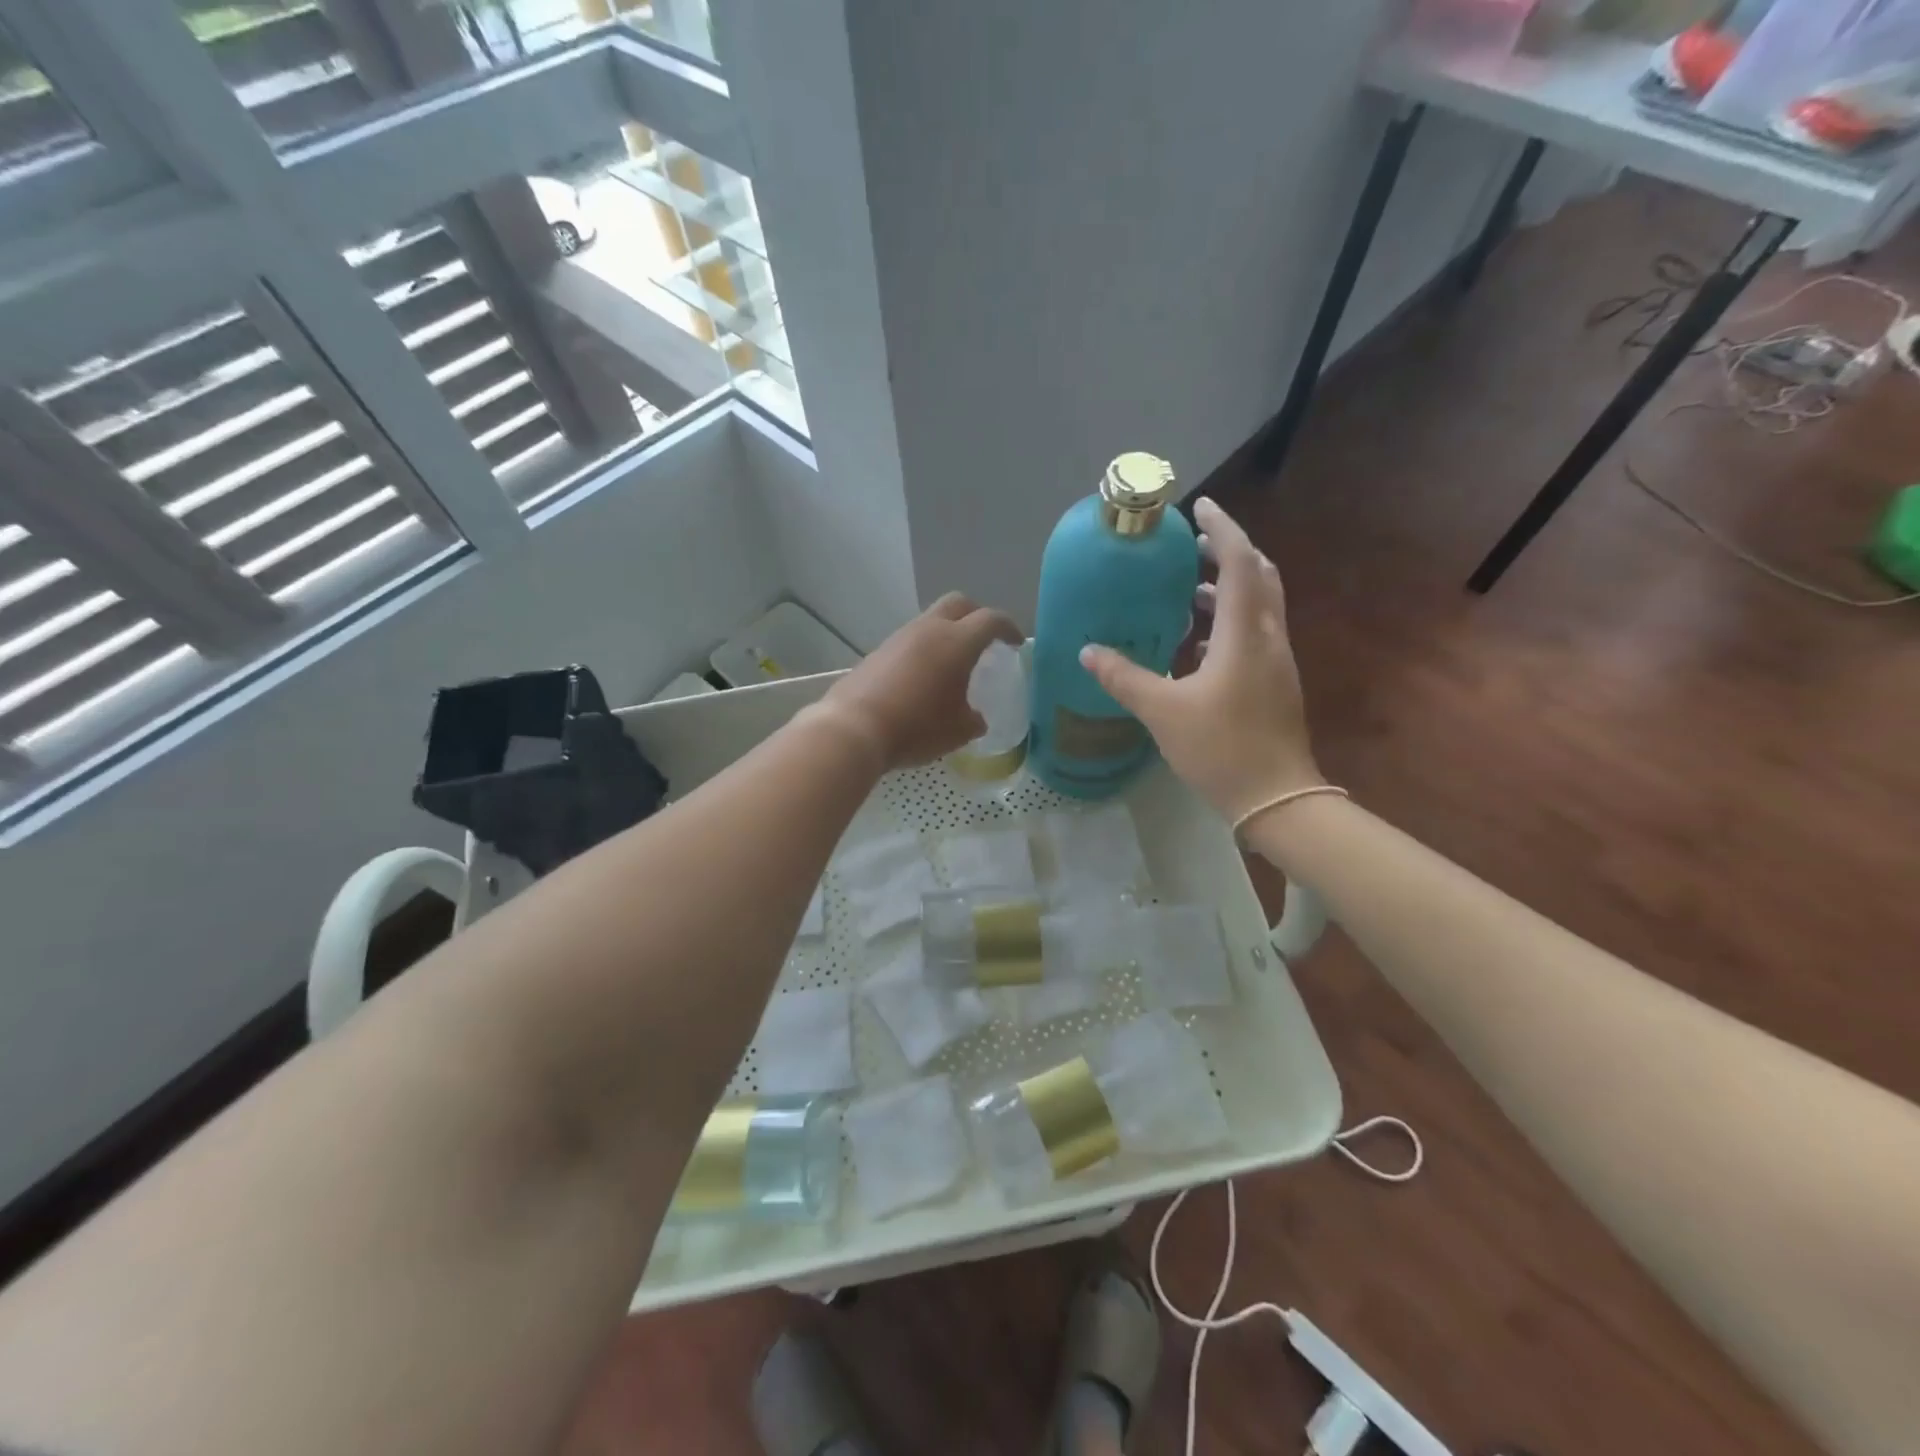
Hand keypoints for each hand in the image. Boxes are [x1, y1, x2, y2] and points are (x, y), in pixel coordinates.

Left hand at [818, 593, 1022, 771]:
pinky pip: (909, 641)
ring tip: (952, 664)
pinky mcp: (878, 652)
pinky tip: (922, 679)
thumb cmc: (917, 727)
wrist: (855, 729)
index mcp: (957, 642)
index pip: (991, 620)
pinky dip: (923, 651)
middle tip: (985, 640)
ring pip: (930, 621)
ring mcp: (899, 638)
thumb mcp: (958, 731)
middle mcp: (929, 630)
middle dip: (976, 615)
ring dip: (946, 633)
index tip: (1015, 643)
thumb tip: (975, 718)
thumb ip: (974, 719)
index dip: (1008, 628)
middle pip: (959, 603)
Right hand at [1079, 498, 1321, 822]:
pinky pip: (1254, 632)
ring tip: (1187, 589)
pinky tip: (1197, 642)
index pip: (1239, 562)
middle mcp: (1266, 637)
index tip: (1198, 508)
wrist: (1276, 797)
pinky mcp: (1275, 682)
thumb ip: (1124, 677)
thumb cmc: (1220, 748)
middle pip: (1258, 575)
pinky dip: (1229, 620)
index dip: (1221, 529)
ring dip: (1228, 588)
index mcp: (1243, 634)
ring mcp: (1276, 661)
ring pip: (1259, 605)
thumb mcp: (1162, 711)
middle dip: (1229, 553)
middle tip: (1193, 546)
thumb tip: (1088, 651)